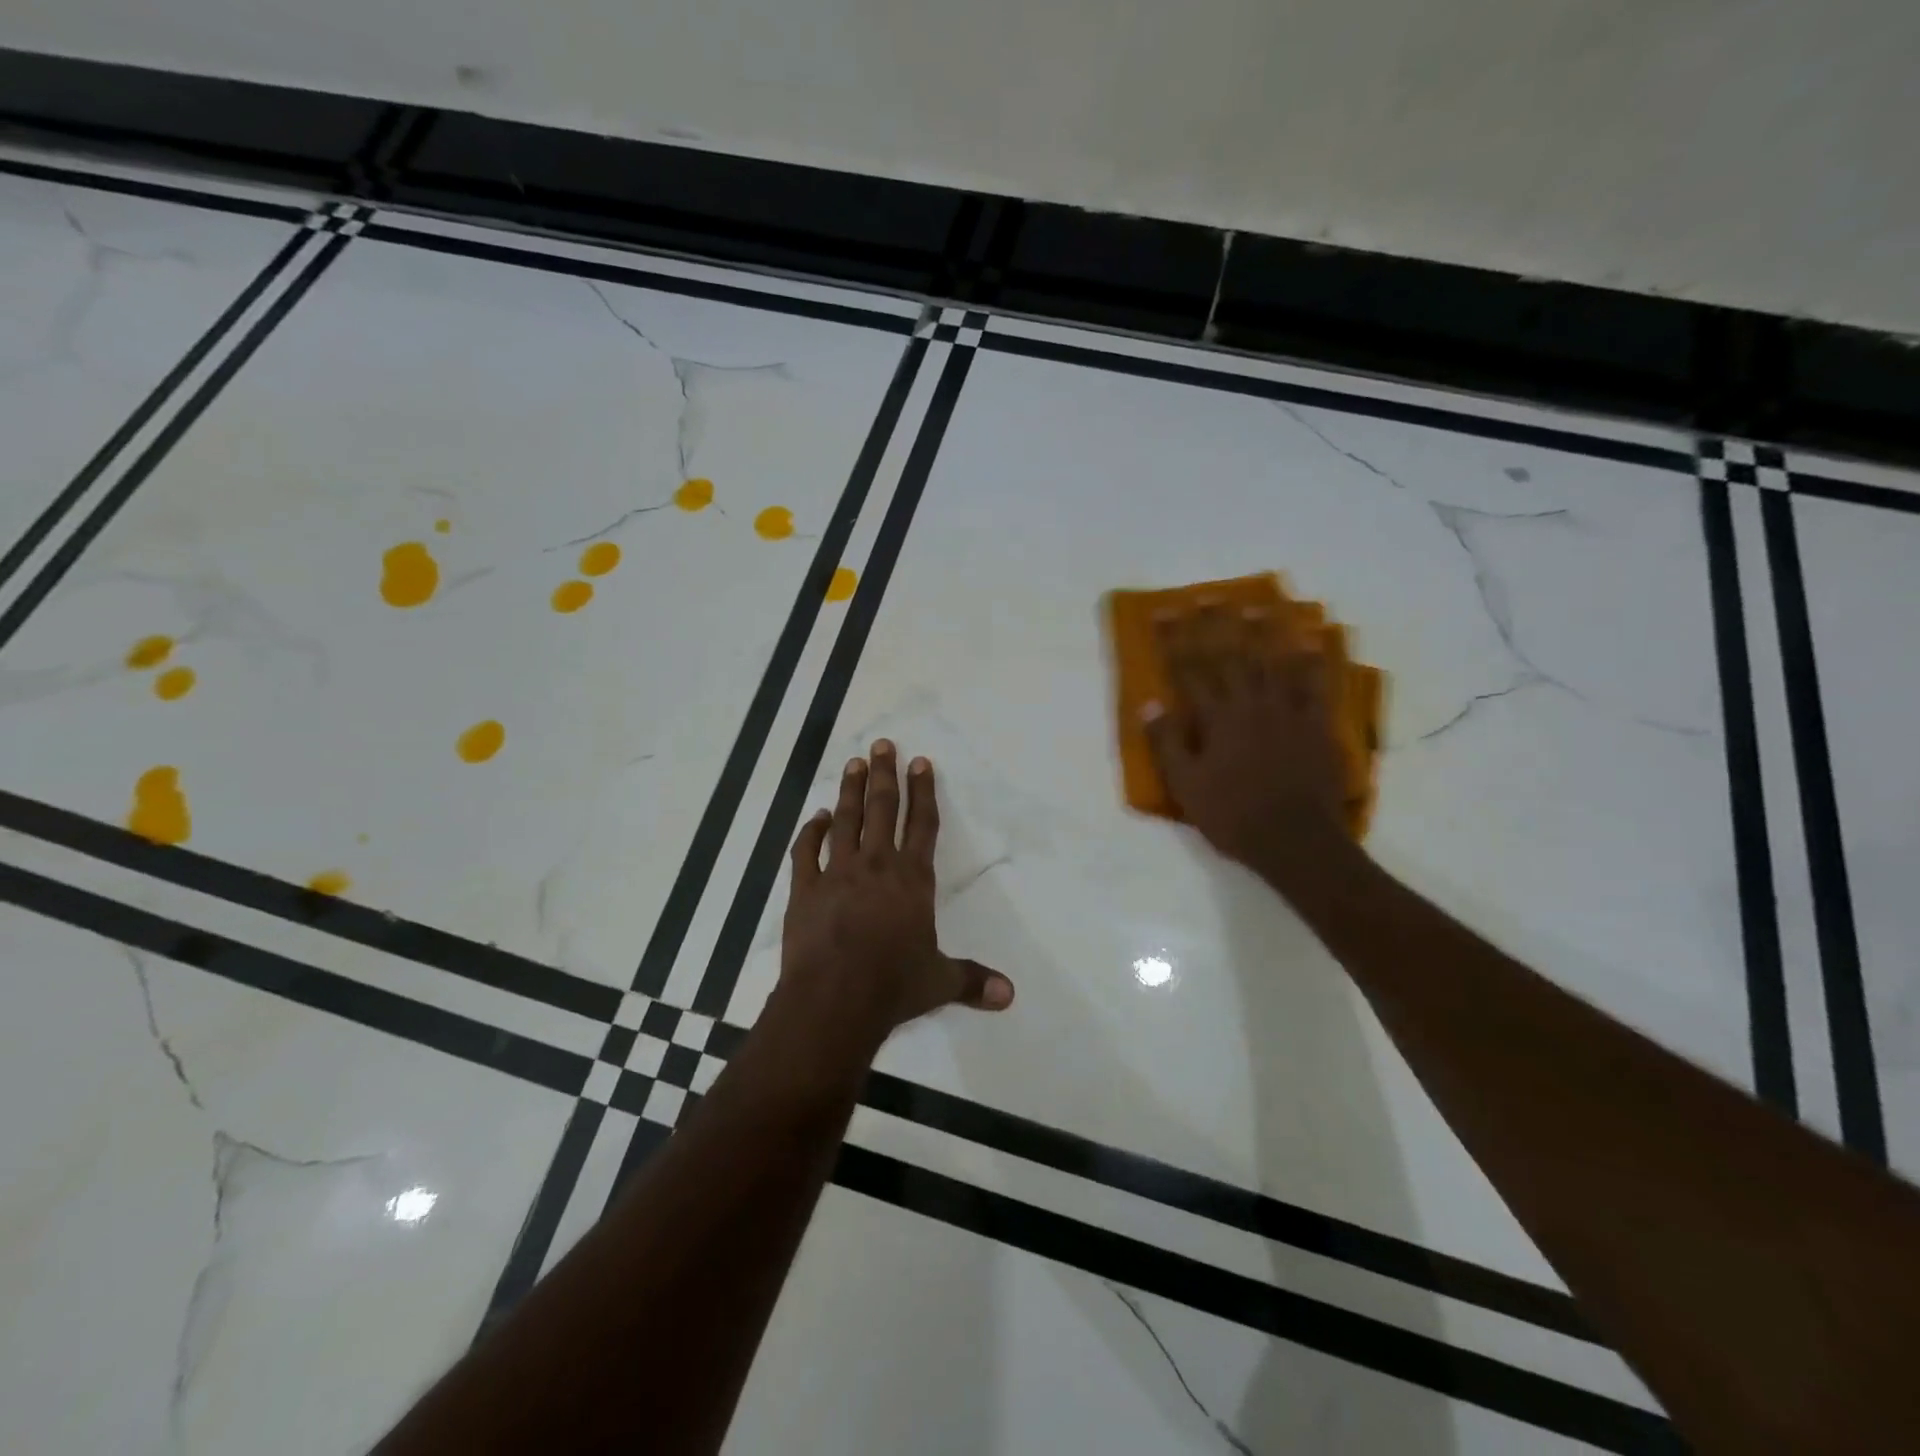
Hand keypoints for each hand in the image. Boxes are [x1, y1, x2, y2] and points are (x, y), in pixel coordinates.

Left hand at [777, 740, 1013, 1055]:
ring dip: (850, 790)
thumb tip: (1011, 995)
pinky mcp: (805, 890)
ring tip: (853, 763)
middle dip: (885, 775)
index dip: (923, 791)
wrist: (834, 999)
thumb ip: (973, 981)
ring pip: (845, 821)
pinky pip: (806, 852)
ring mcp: (837, 874)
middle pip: (882, 810)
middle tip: (883, 745)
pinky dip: (810, 831)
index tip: (921, 762)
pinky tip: (816, 816)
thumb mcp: (939, 982)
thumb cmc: (893, 985)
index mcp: (912, 879)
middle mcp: (877, 866)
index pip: (922, 825)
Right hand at [1143, 605, 1351, 884]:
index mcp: (1216, 718)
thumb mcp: (1185, 786)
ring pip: (1274, 662)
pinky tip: (1314, 640)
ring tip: (1257, 605)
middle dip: (1215, 625)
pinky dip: (1315, 661)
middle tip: (1208, 596)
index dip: (1175, 639)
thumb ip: (1167, 742)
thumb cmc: (1232, 815)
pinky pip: (1317, 685)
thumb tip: (1149, 703)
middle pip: (1230, 656)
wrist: (1295, 840)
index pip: (1189, 670)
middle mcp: (1251, 705)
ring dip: (1263, 632)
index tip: (1164, 612)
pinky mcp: (1317, 725)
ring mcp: (1288, 712)